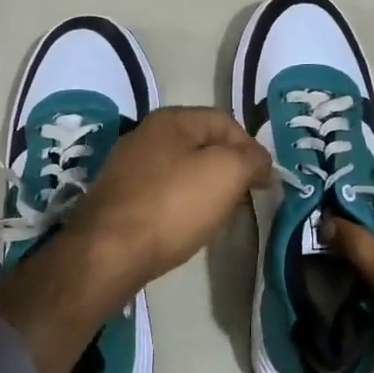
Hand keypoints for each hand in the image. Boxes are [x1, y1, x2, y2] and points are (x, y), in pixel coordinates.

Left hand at [57, 106, 272, 308]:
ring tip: (217, 216)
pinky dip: (179, 206)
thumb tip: (262, 162)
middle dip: (228, 169)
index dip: (251, 148)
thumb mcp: (227, 173)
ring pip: (181, 171)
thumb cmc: (173, 206)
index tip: (264, 182)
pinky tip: (184, 227)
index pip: (225, 122)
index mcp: (171, 120)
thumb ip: (252, 159)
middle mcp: (144, 135)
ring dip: (204, 189)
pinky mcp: (117, 198)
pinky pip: (160, 194)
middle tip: (242, 199)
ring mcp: (126, 167)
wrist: (109, 252)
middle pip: (202, 145)